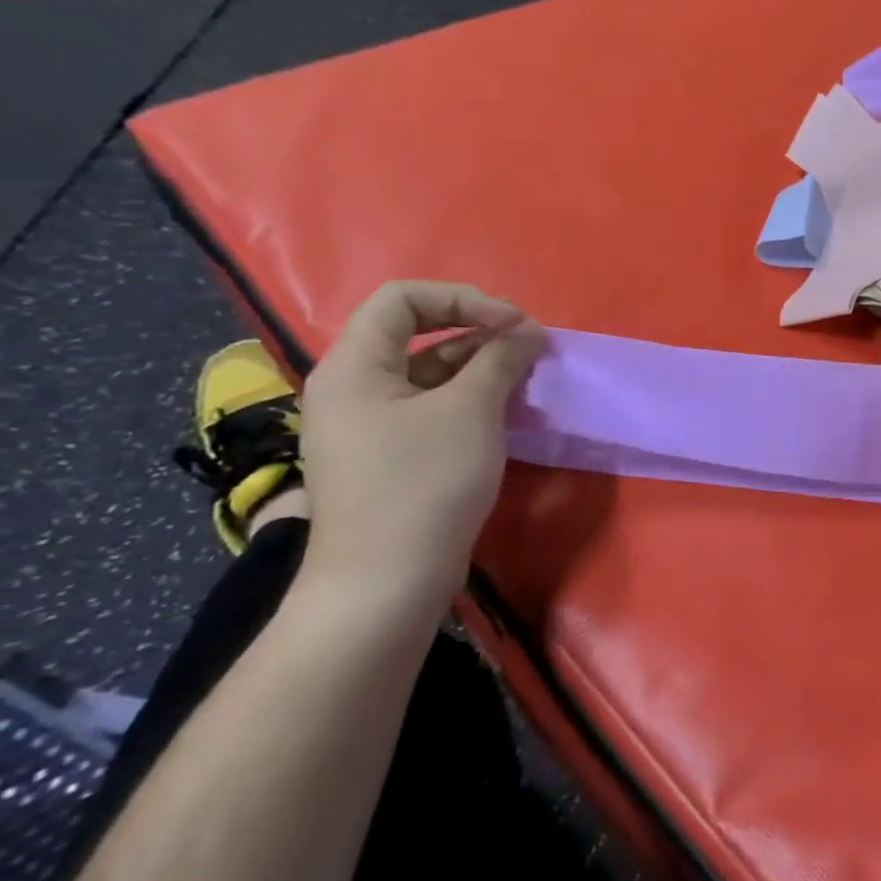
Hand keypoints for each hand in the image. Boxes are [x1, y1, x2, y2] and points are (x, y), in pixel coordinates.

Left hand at [298, 281, 544, 612]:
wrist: (386, 581)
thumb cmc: (424, 483)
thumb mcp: (470, 410)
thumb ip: (500, 359)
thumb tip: (527, 331)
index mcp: (355, 366)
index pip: (402, 299)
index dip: (464, 298)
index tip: (515, 324)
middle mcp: (352, 387)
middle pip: (415, 332)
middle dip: (477, 330)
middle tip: (528, 346)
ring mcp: (368, 424)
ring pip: (427, 371)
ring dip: (479, 364)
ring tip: (525, 376)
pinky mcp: (388, 454)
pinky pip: (429, 405)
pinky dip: (468, 396)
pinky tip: (504, 409)